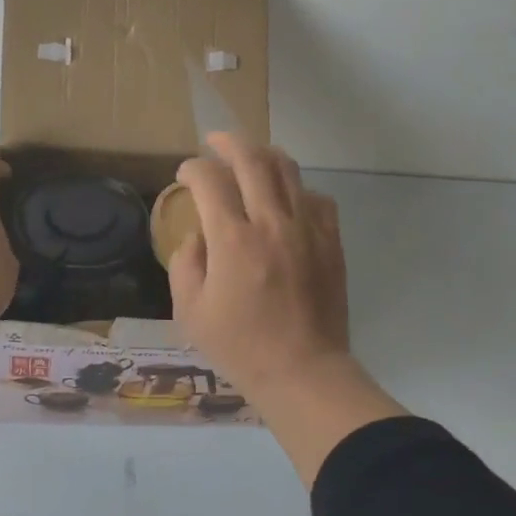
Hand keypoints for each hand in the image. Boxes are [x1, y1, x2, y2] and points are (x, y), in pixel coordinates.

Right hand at [168, 133, 349, 393]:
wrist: (303, 372)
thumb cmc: (240, 347)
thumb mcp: (190, 311)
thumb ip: (185, 263)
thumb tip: (198, 235)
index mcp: (233, 240)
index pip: (210, 181)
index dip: (192, 169)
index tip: (184, 174)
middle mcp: (272, 223)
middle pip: (252, 160)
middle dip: (228, 143)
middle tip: (214, 143)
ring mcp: (307, 229)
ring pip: (288, 170)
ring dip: (263, 155)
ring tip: (249, 157)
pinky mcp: (331, 242)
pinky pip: (316, 197)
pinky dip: (296, 188)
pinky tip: (286, 199)